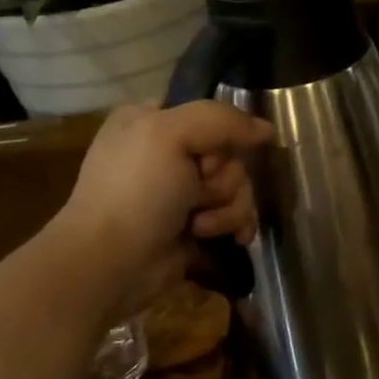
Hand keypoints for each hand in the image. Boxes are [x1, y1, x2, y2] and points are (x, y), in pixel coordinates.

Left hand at [56, 101, 273, 316]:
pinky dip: (236, 225)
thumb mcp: (170, 135)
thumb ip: (222, 120)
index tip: (207, 156)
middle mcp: (167, 153)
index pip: (209, 114)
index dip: (219, 135)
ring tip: (202, 226)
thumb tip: (267, 130)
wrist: (111, 264)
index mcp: (151, 121)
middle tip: (198, 193)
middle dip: (224, 178)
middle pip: (229, 153)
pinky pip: (236, 214)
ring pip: (237, 186)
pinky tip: (232, 238)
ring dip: (229, 207)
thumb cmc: (135, 192)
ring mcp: (181, 192)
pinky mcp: (195, 225)